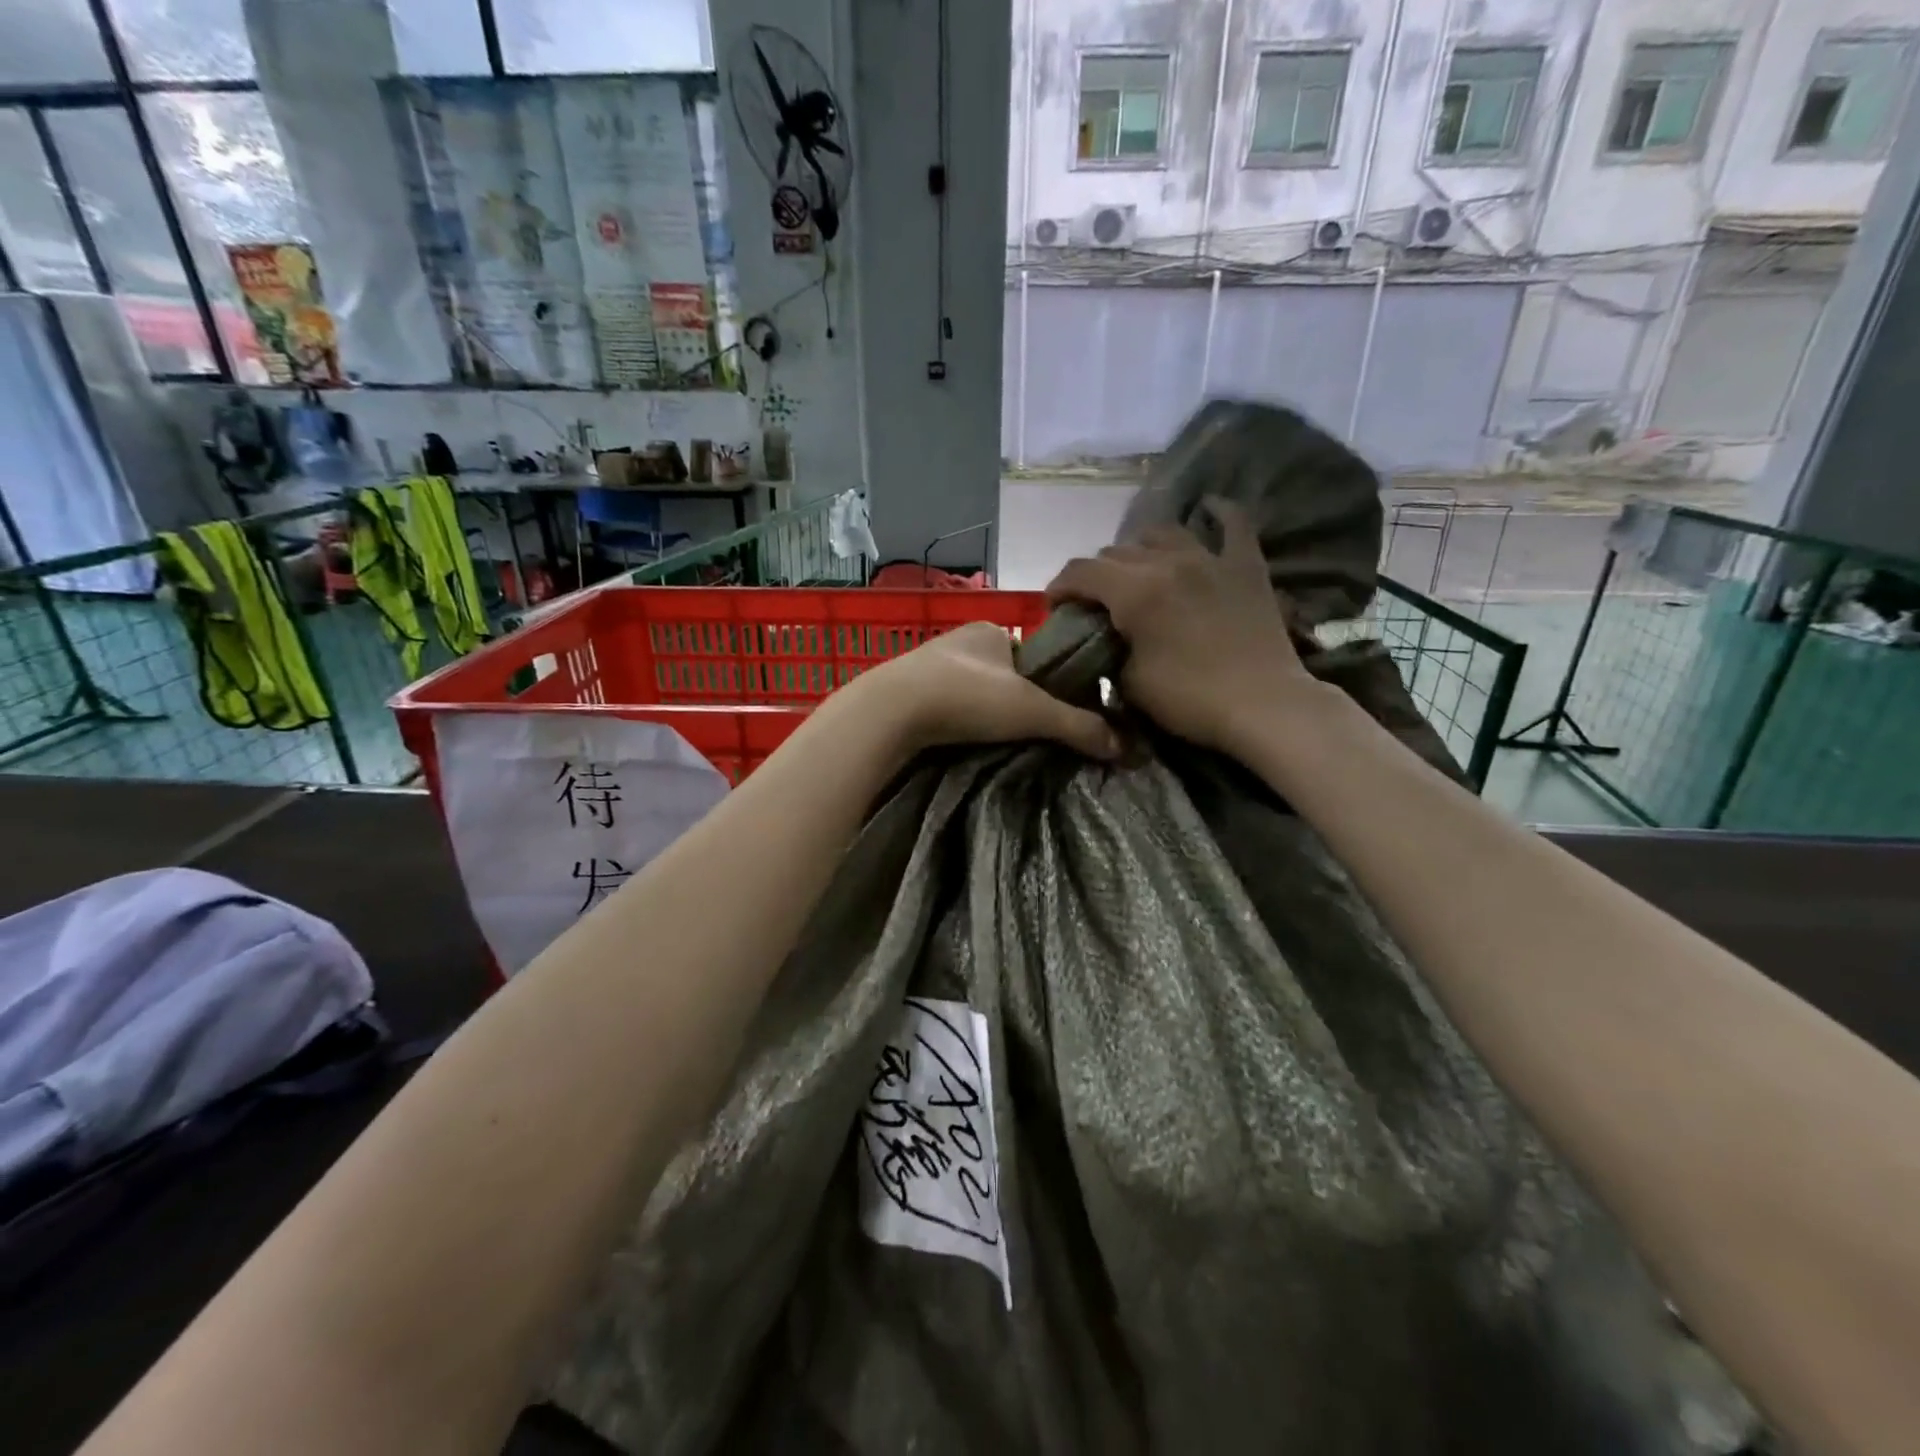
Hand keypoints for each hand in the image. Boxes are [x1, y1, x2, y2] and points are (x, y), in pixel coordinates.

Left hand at [841, 620, 1120, 760]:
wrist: (889, 712)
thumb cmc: (966, 697)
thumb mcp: (1031, 710)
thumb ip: (1077, 725)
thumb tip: (1124, 747)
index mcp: (991, 629)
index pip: (1033, 655)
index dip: (1047, 683)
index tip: (1053, 714)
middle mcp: (959, 640)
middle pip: (1002, 674)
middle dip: (1014, 700)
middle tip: (1028, 734)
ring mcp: (928, 664)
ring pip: (971, 690)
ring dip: (983, 712)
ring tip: (996, 743)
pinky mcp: (906, 690)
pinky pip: (945, 704)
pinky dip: (958, 720)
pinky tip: (962, 741)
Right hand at [1045, 499, 1319, 754]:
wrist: (1263, 706)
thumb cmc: (1189, 700)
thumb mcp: (1129, 682)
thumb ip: (1109, 649)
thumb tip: (1105, 637)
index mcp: (1135, 591)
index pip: (1081, 572)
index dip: (1060, 586)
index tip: (1055, 606)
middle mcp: (1168, 562)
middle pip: (1117, 552)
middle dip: (1096, 575)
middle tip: (1095, 601)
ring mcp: (1210, 559)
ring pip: (1162, 532)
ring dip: (1141, 548)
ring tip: (1139, 569)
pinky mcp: (1245, 566)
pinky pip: (1232, 523)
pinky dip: (1217, 513)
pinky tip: (1208, 508)